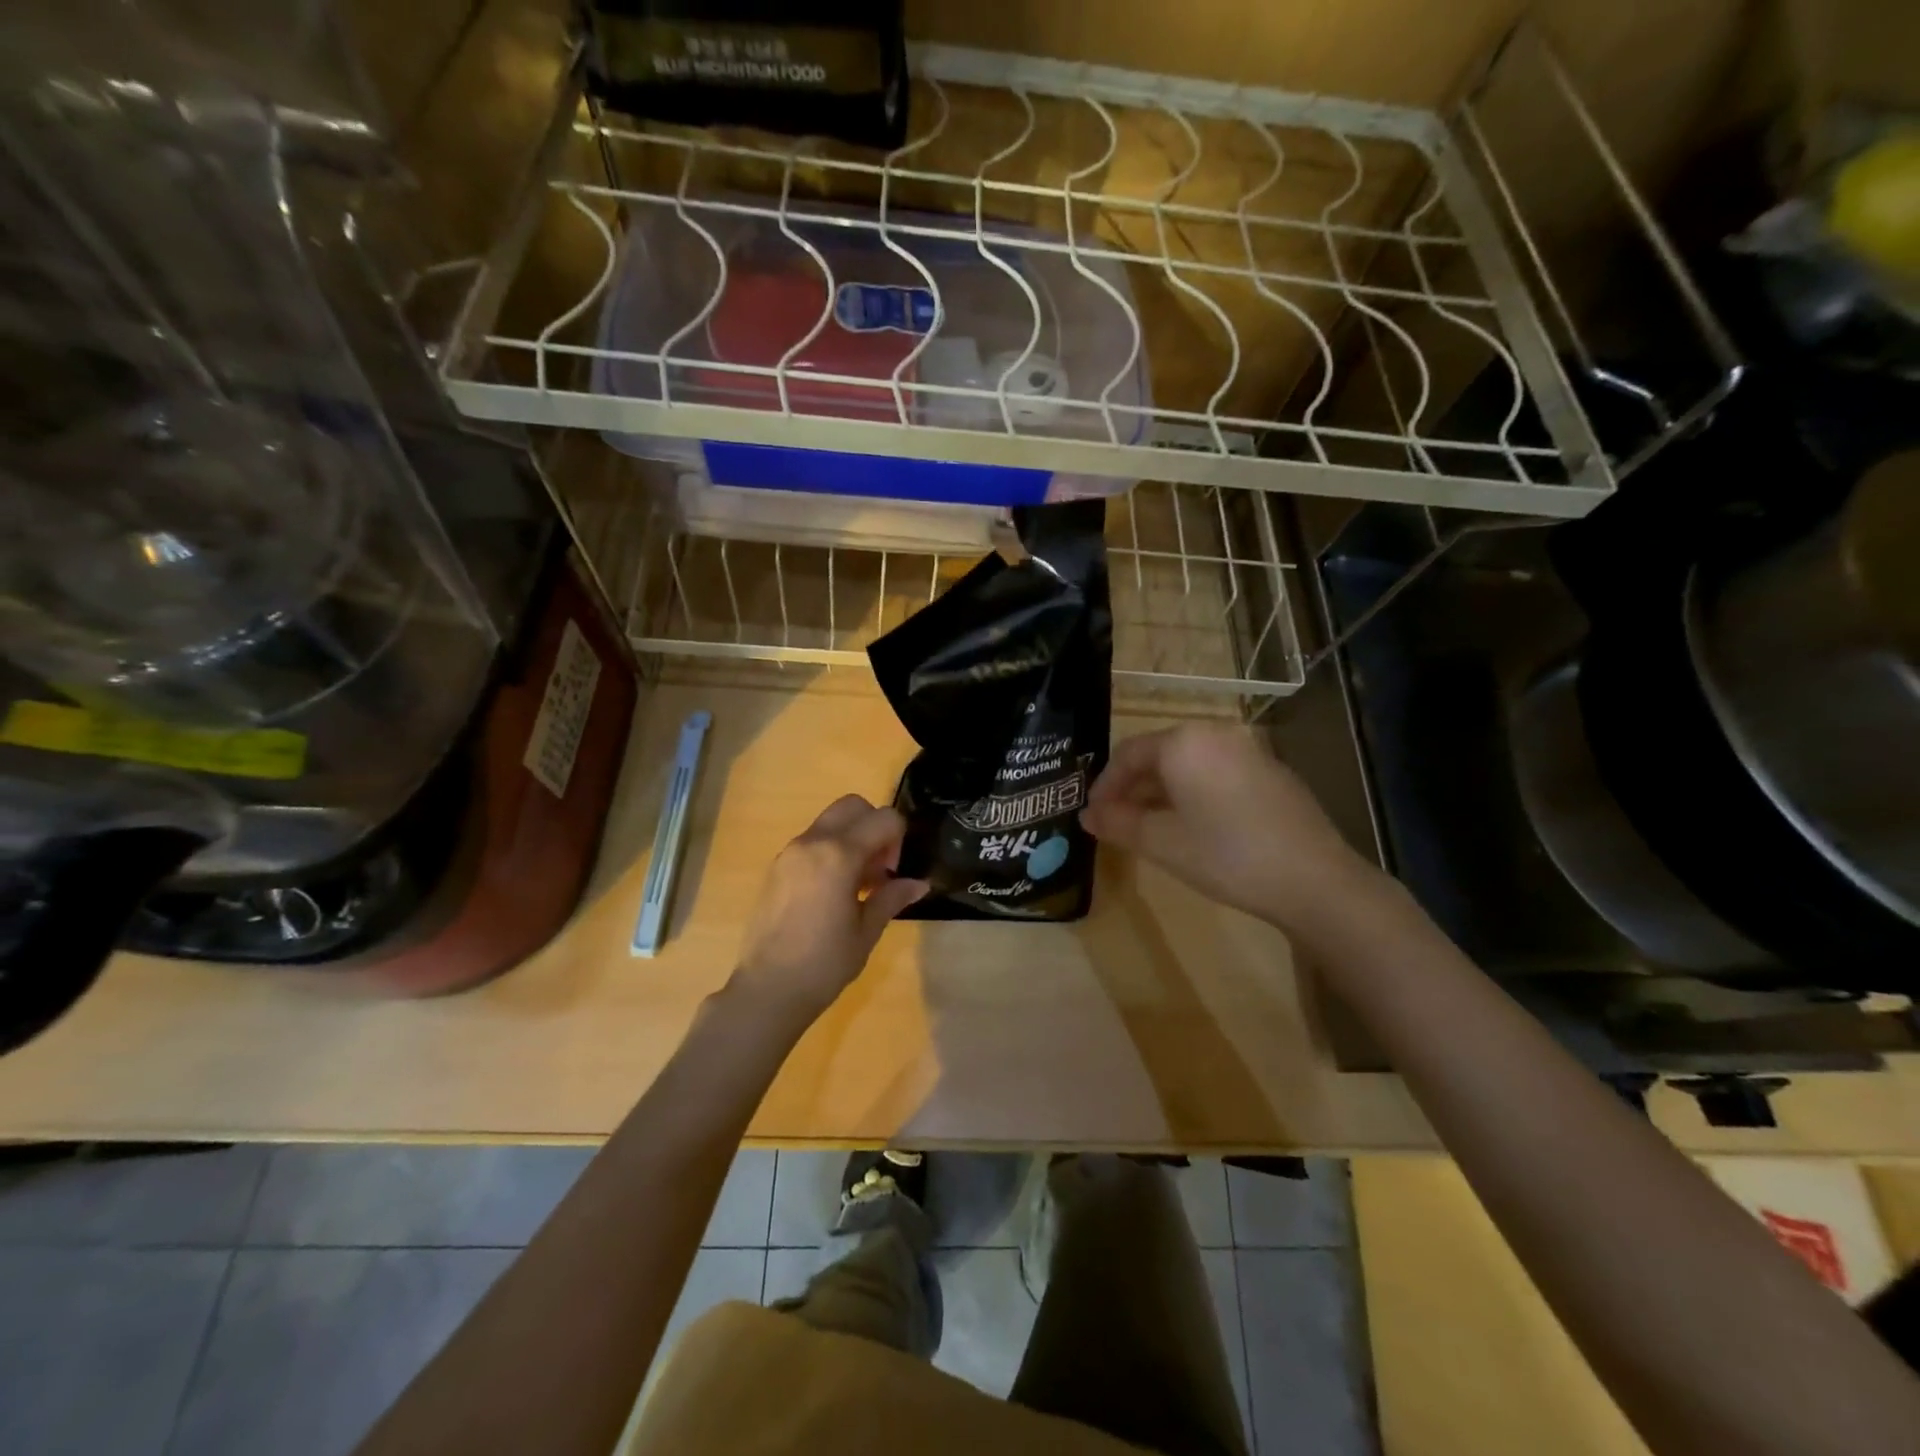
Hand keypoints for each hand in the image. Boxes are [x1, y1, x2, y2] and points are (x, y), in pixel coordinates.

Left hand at [734, 795, 928, 1018]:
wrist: (768, 989)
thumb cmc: (824, 963)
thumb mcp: (866, 931)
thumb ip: (892, 897)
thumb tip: (919, 883)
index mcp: (838, 855)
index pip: (883, 819)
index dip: (898, 839)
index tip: (893, 872)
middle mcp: (812, 842)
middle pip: (852, 805)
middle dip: (874, 825)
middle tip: (879, 866)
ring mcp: (790, 852)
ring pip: (830, 821)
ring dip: (852, 837)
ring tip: (858, 883)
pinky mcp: (777, 867)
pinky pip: (811, 841)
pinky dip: (830, 850)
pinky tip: (834, 891)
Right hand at [1081, 724, 1384, 936]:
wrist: (1314, 880)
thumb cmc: (1225, 855)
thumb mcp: (1161, 842)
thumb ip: (1117, 823)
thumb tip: (1086, 815)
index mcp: (1184, 742)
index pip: (1128, 753)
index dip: (1105, 785)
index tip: (1093, 814)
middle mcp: (1216, 735)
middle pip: (1159, 755)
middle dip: (1132, 788)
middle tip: (1117, 822)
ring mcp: (1249, 752)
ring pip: (1189, 766)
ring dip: (1161, 793)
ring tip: (1149, 828)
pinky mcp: (1272, 773)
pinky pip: (1217, 774)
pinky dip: (1194, 794)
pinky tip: (1194, 828)